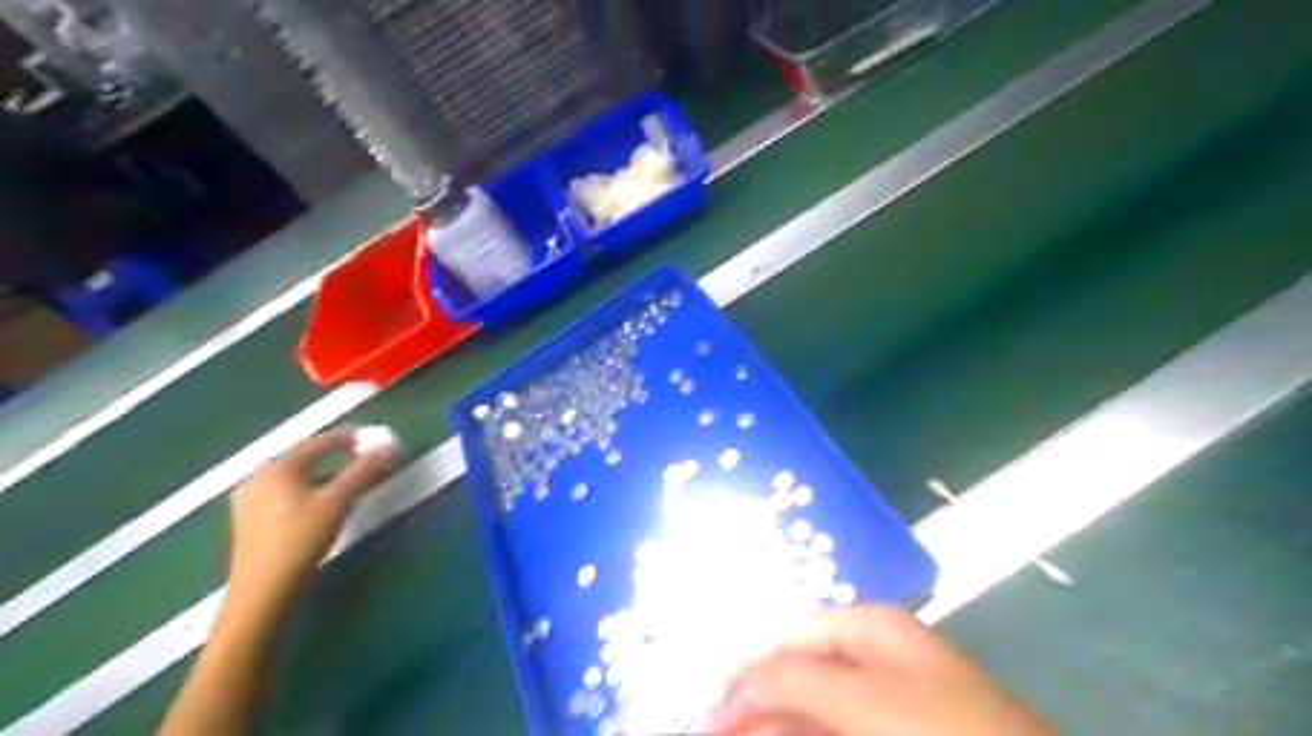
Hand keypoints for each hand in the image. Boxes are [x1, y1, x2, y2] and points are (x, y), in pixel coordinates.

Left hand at [224, 426, 394, 607]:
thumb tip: (390, 445)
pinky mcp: (249, 522)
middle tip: (362, 458)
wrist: (263, 591)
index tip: (371, 437)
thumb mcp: (338, 501)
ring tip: (348, 484)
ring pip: (296, 480)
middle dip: (336, 458)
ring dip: (324, 477)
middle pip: (305, 460)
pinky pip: (286, 495)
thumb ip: (364, 470)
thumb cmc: (301, 539)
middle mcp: (258, 478)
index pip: (318, 443)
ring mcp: (249, 501)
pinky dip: (309, 493)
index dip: (347, 438)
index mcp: (276, 468)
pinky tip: (322, 506)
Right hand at [712, 608, 1058, 732]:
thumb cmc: (937, 729)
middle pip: (795, 673)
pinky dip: (805, 734)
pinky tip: (781, 735)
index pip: (786, 634)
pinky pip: (835, 730)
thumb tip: (739, 683)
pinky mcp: (894, 731)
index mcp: (866, 627)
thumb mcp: (860, 698)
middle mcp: (871, 656)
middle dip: (754, 703)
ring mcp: (884, 702)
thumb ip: (793, 680)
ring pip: (813, 709)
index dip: (744, 665)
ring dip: (774, 725)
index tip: (708, 704)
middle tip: (714, 733)